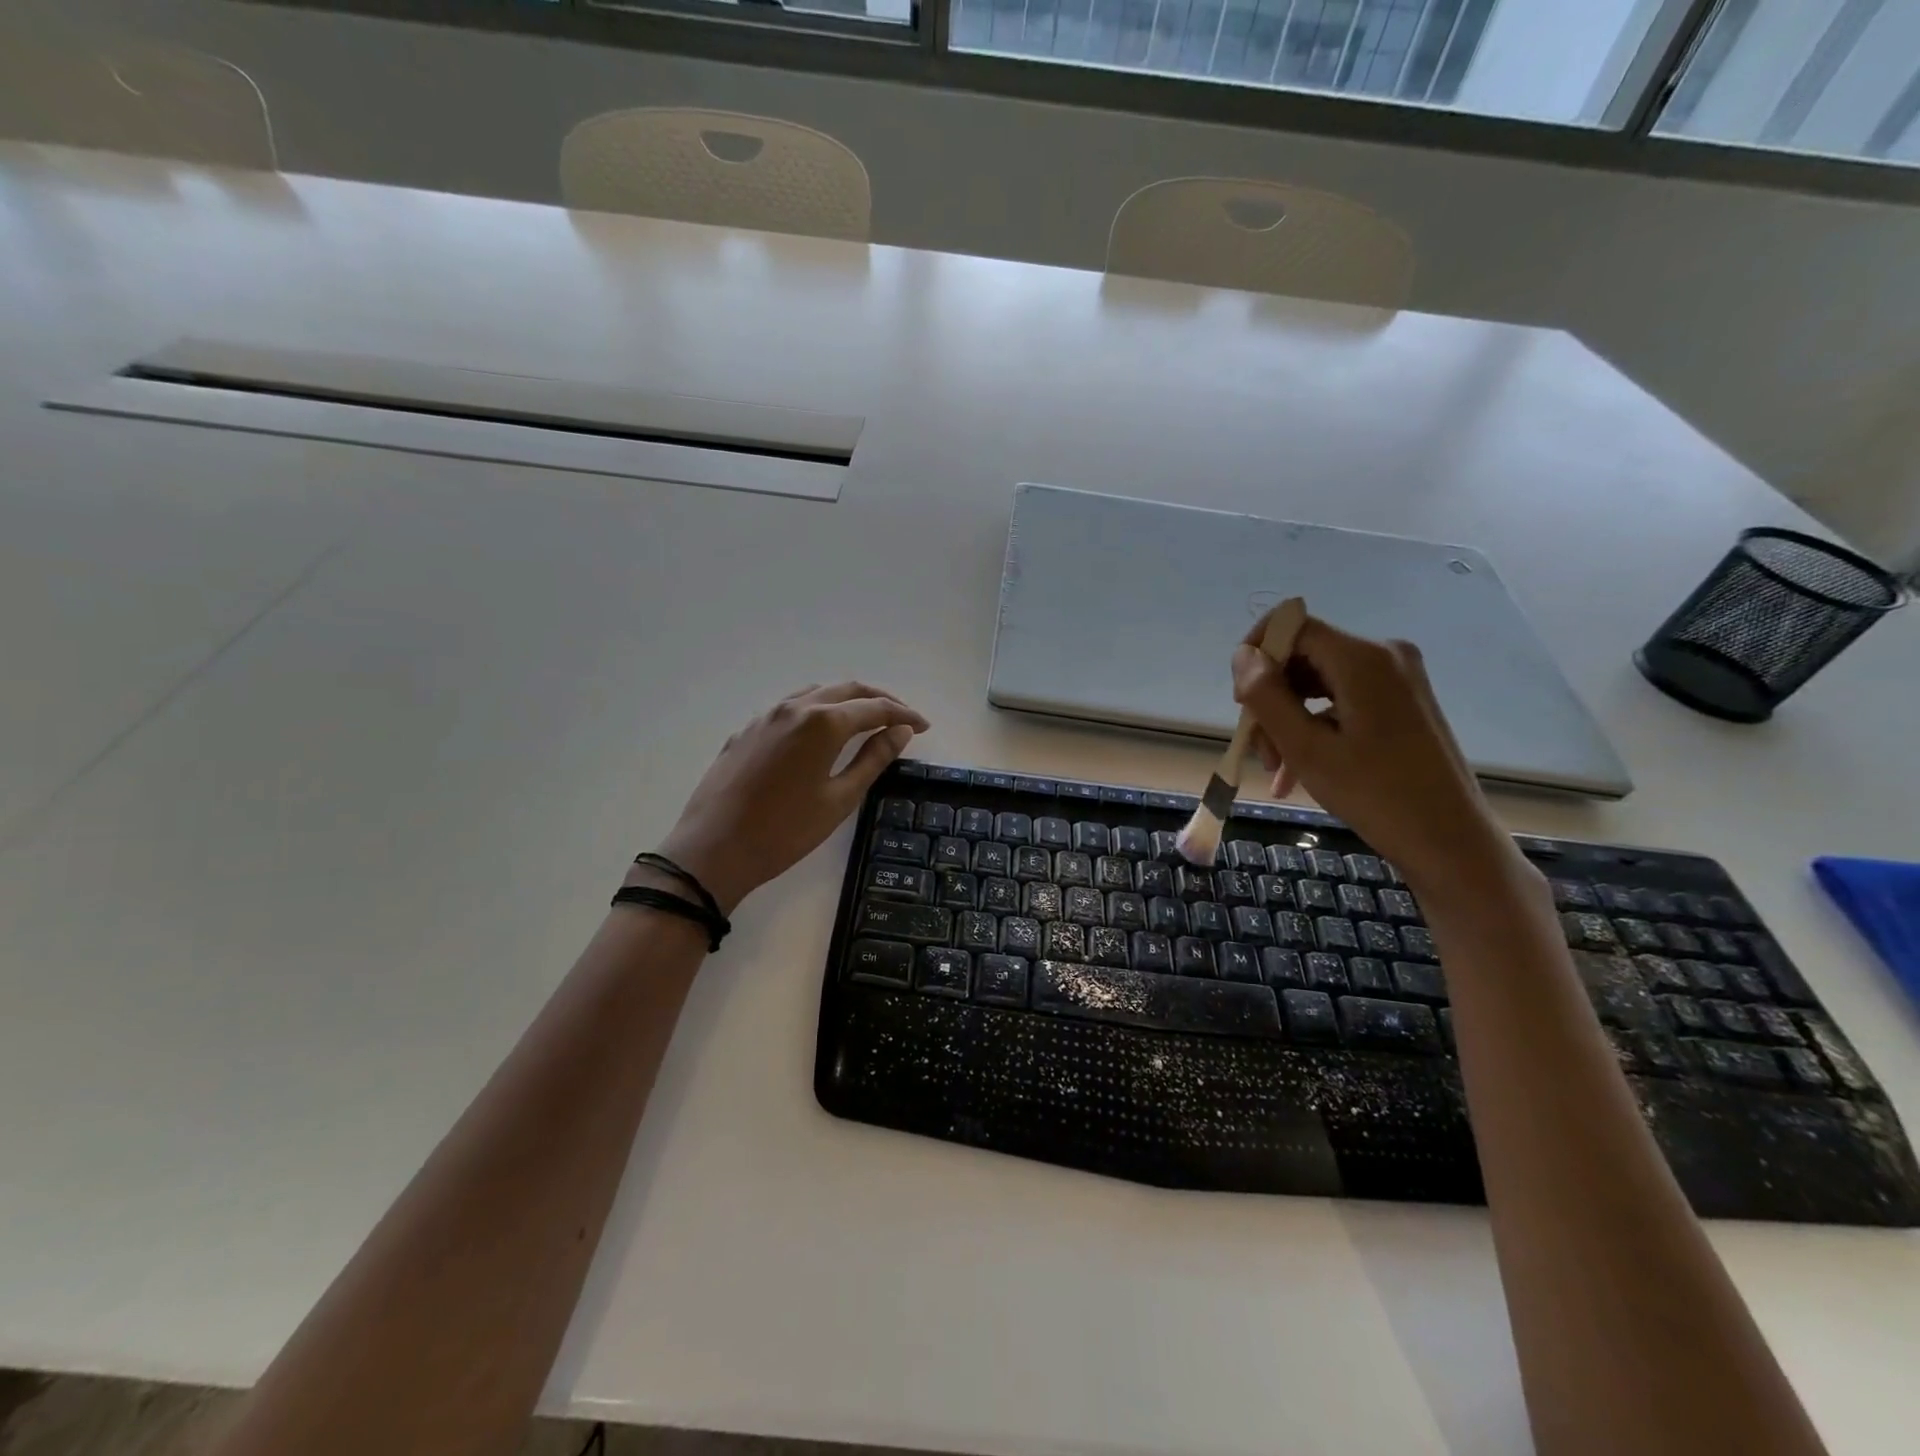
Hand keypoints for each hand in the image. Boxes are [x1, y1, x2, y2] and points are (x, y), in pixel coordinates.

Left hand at [652, 682, 928, 914]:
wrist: (713, 849)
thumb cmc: (785, 831)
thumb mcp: (839, 799)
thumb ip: (873, 759)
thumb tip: (900, 732)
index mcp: (822, 722)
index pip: (874, 707)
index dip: (903, 714)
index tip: (923, 726)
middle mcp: (794, 707)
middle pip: (846, 690)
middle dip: (879, 700)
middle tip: (902, 719)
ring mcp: (766, 716)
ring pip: (816, 694)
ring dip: (846, 701)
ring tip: (865, 721)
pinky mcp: (746, 730)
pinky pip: (790, 709)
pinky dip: (816, 712)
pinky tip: (819, 735)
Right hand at [1231, 614, 1517, 895]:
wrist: (1449, 840)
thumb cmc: (1376, 795)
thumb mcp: (1306, 748)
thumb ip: (1267, 696)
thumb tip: (1242, 656)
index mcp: (1363, 658)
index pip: (1293, 625)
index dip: (1257, 654)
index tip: (1241, 702)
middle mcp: (1384, 655)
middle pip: (1304, 657)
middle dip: (1272, 699)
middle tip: (1260, 750)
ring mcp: (1397, 678)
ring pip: (1319, 682)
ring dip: (1288, 719)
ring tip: (1277, 769)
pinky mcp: (1402, 701)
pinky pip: (1341, 701)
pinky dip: (1314, 728)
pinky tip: (1296, 771)